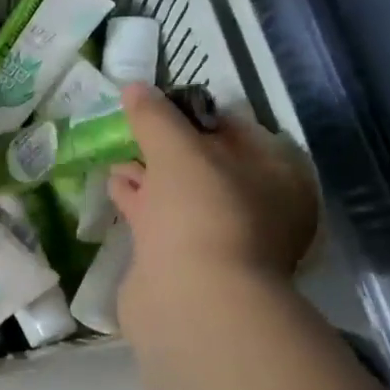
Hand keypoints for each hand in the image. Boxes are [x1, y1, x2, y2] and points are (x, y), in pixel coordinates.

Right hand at [107, 84, 318, 316]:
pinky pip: (161, 220)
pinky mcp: (185, 260)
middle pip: (207, 161)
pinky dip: (139, 201)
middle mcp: (255, 204)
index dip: (195, 112)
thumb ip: (155, 116)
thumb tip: (134, 88)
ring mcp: (220, 236)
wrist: (193, 301)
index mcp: (275, 173)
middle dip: (168, 144)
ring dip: (149, 173)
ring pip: (181, 193)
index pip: (236, 127)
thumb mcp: (178, 150)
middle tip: (133, 126)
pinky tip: (114, 185)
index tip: (157, 102)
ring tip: (116, 153)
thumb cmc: (201, 212)